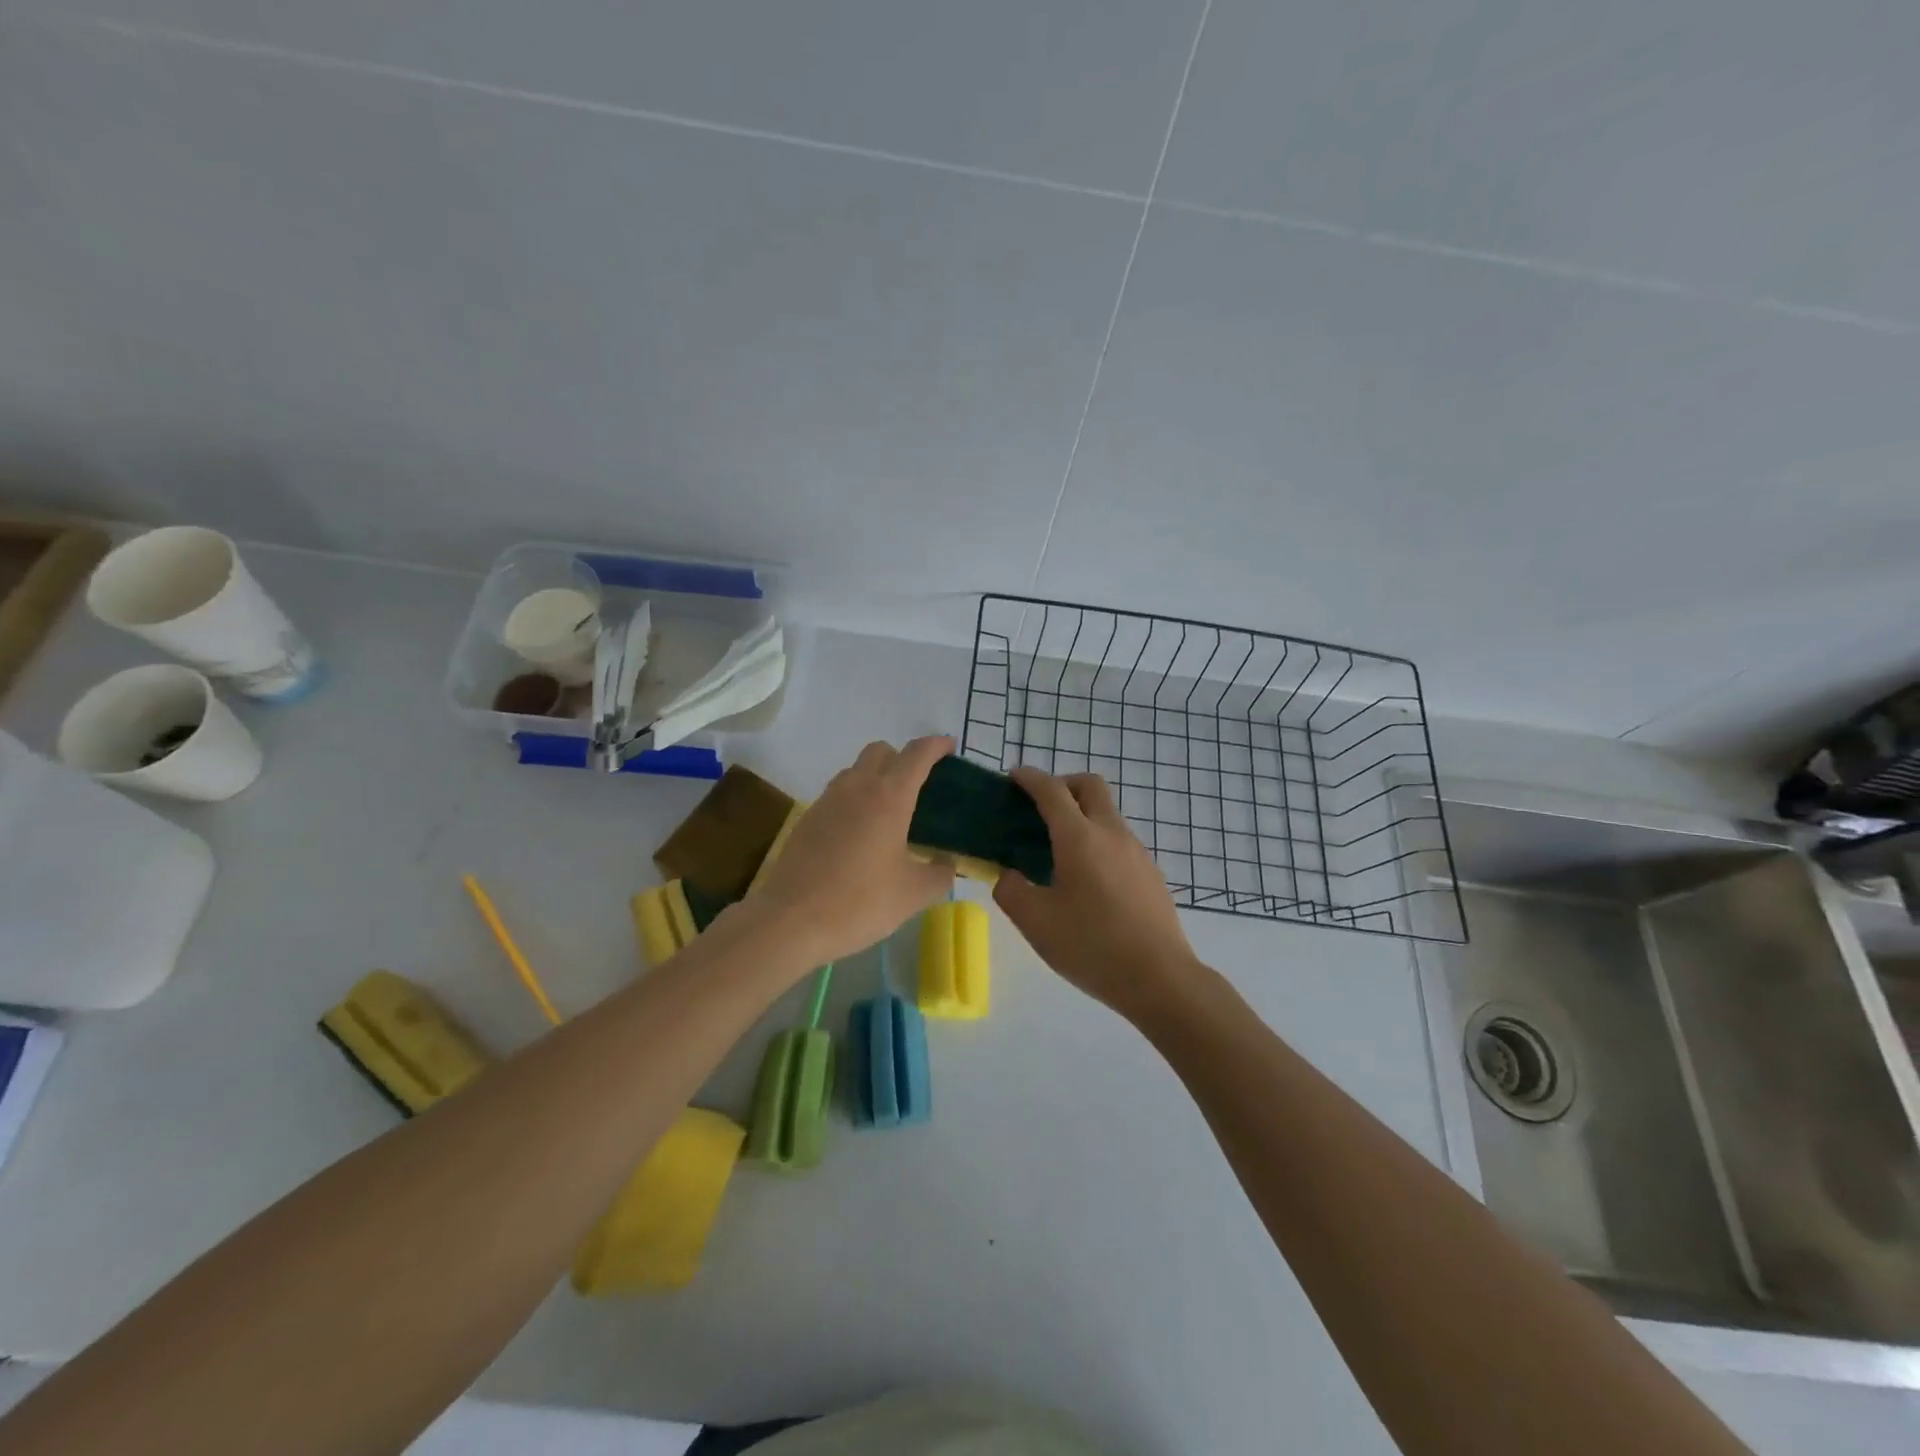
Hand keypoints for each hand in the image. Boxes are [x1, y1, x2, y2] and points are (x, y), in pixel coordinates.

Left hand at [744, 736, 956, 968]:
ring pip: (855, 770)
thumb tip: (946, 863)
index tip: (949, 746)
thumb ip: (940, 873)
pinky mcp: (808, 818)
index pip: (917, 754)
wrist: (791, 920)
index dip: (936, 745)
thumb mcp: (914, 894)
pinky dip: (855, 799)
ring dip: (876, 777)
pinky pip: (838, 794)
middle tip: (919, 785)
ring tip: (890, 811)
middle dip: (903, 758)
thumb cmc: (860, 902)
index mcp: (890, 797)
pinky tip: (861, 833)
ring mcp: (827, 800)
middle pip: (881, 751)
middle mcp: (857, 787)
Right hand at [994, 767, 1204, 1021]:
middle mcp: (1111, 833)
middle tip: (1039, 808)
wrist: (1160, 978)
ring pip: (1107, 813)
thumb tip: (1010, 875)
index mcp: (1079, 838)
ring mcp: (1137, 852)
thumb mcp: (1035, 922)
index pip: (1051, 790)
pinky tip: (1087, 879)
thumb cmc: (1091, 946)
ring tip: (1058, 850)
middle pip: (1089, 786)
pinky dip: (1098, 840)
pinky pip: (1119, 840)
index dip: (1030, 778)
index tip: (1013, 777)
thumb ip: (1011, 890)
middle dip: (1062, 784)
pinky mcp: (1151, 873)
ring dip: (1082, 814)